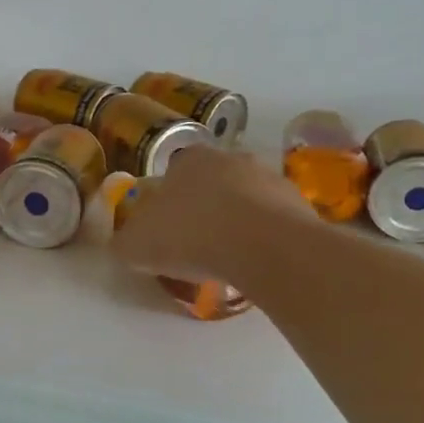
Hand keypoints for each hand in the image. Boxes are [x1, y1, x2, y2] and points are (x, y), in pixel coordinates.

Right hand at [110, 145, 302, 284]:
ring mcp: (270, 178)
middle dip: (204, 209)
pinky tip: (256, 264)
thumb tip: (123, 245)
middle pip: (212, 184)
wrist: (263, 247)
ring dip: (237, 223)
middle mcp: (231, 158)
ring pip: (245, 201)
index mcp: (189, 160)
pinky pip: (274, 222)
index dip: (167, 204)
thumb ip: (124, 243)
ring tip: (228, 260)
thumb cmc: (190, 235)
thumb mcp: (136, 246)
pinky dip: (264, 239)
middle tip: (196, 246)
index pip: (172, 175)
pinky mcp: (299, 204)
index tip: (166, 232)